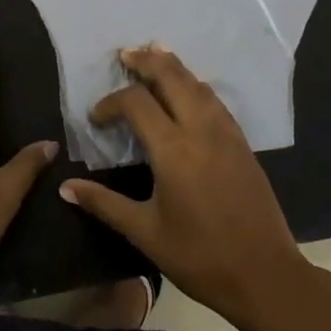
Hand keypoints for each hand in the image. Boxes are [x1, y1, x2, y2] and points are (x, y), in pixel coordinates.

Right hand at [60, 43, 312, 323]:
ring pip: (198, 85)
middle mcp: (201, 131)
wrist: (266, 275)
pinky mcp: (243, 144)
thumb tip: (65, 187)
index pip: (137, 103)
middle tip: (125, 55)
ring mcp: (227, 134)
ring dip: (174, 67)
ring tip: (154, 56)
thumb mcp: (145, 233)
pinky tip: (189, 90)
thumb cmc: (200, 256)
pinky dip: (196, 85)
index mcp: (174, 150)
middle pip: (173, 78)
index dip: (111, 103)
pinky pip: (216, 100)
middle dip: (147, 62)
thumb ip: (104, 204)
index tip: (96, 119)